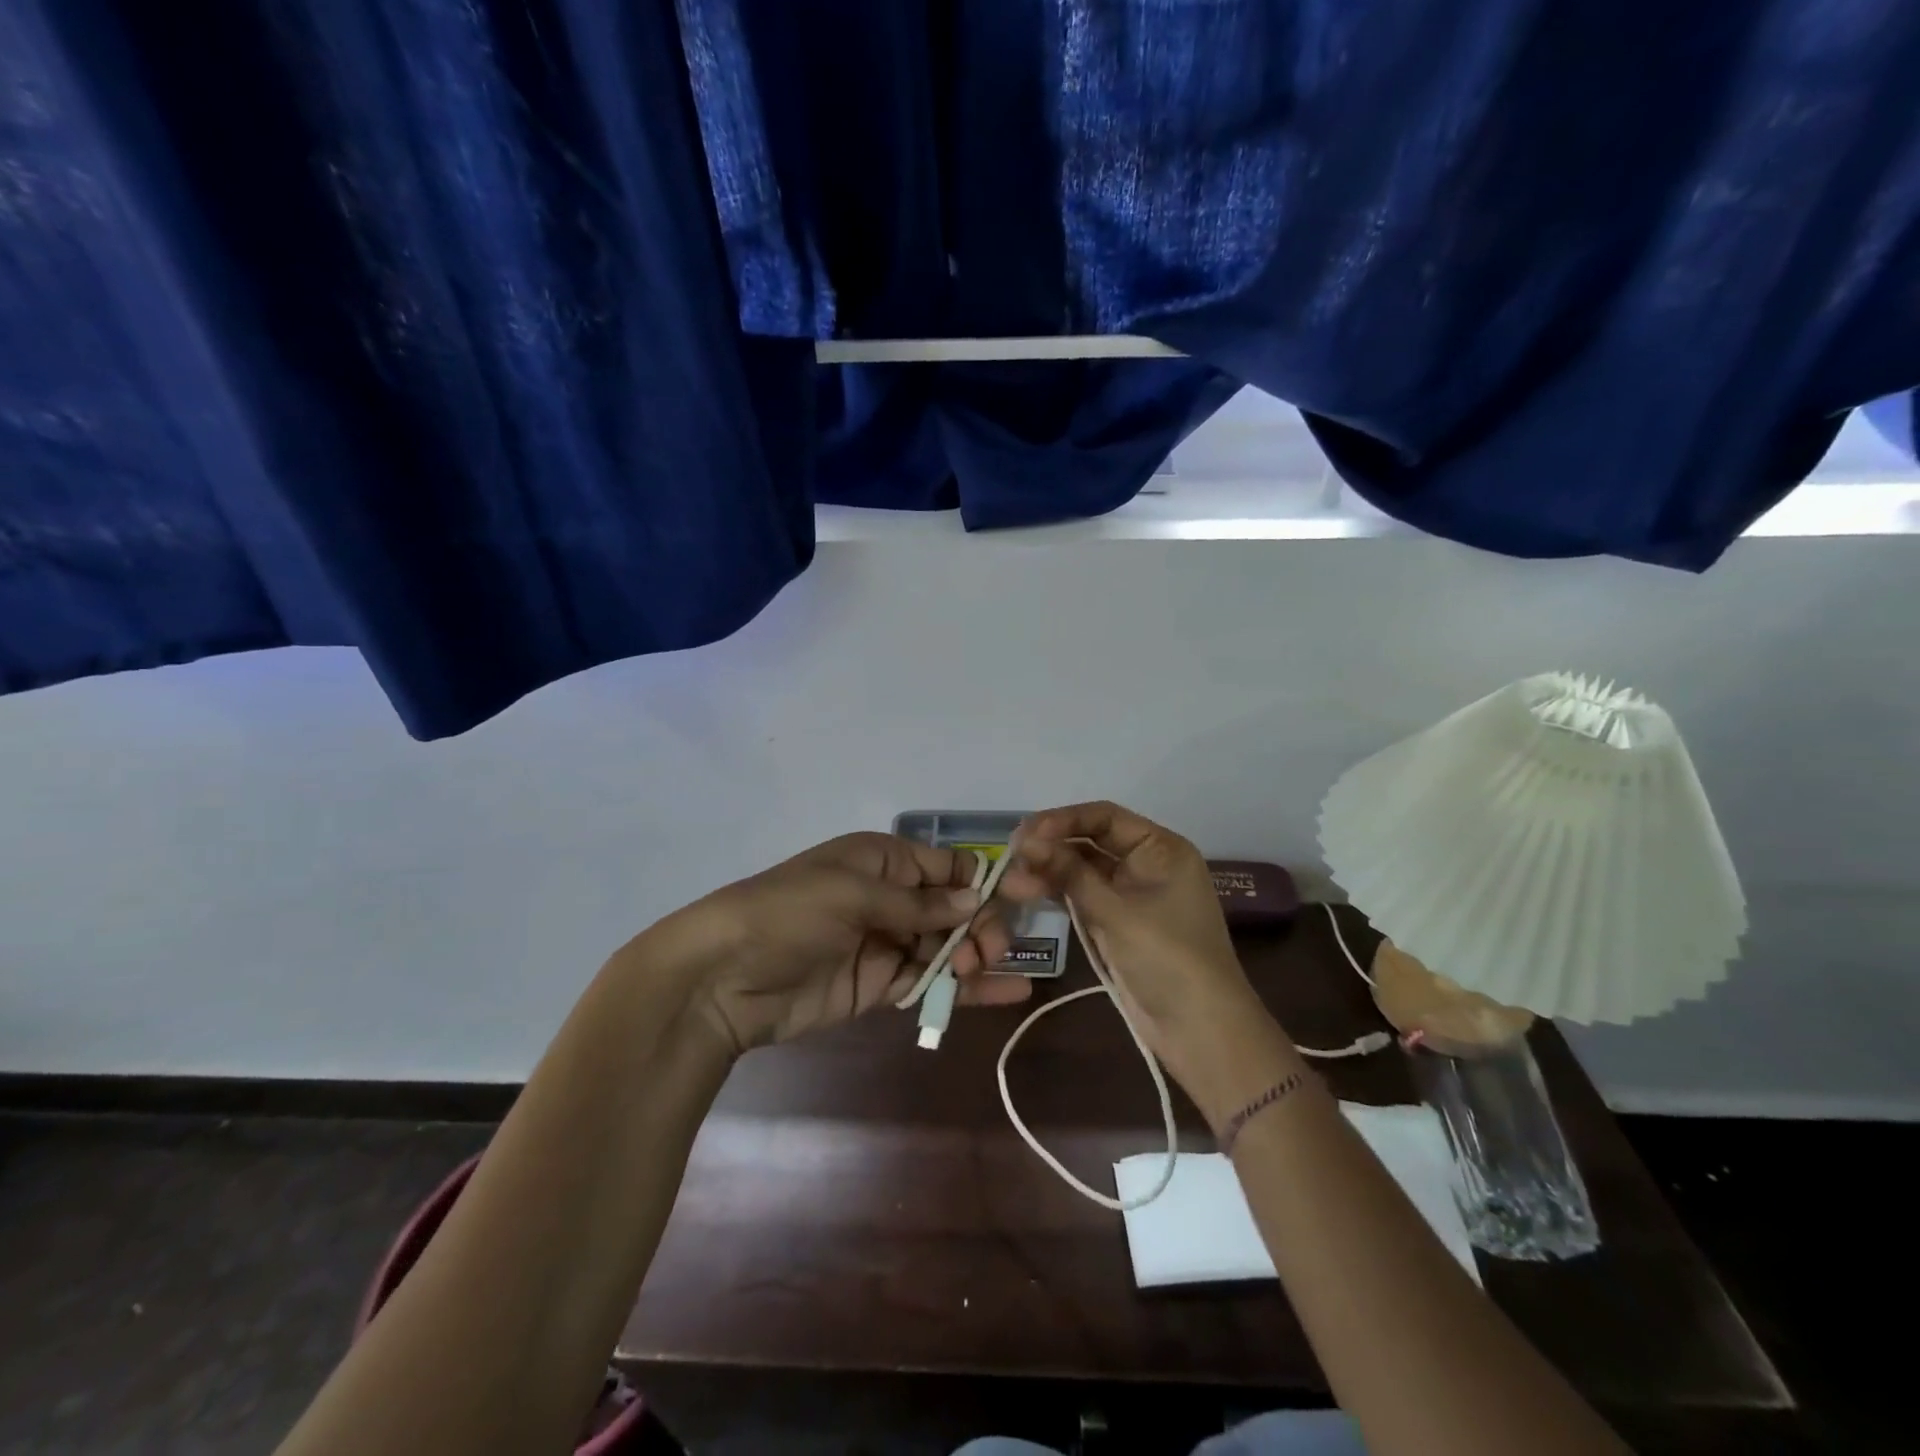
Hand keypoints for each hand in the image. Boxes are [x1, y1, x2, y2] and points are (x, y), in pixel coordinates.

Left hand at [658, 833, 1029, 1055]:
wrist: (722, 978)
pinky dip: (962, 988)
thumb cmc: (789, 913)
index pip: (947, 867)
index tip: (1017, 904)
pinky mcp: (879, 986)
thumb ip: (916, 903)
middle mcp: (890, 897)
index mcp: (883, 859)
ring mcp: (885, 943)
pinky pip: (929, 982)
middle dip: (980, 925)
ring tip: (998, 971)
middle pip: (953, 909)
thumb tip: (975, 904)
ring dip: (976, 957)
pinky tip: (1003, 992)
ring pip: (946, 946)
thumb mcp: (852, 893)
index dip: (981, 884)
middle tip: (990, 952)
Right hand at [1000, 802, 1300, 1125]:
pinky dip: (1060, 894)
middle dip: (1052, 847)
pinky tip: (1029, 893)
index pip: (1105, 817)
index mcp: (1161, 849)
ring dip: (1050, 872)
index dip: (1063, 820)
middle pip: (1091, 841)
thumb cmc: (1167, 959)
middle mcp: (1147, 864)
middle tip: (1011, 857)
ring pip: (1083, 871)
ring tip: (1013, 881)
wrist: (1201, 1031)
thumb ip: (1069, 873)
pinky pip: (1085, 896)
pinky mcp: (1119, 923)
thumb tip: (1025, 840)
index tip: (1024, 833)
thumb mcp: (1116, 912)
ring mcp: (1133, 895)